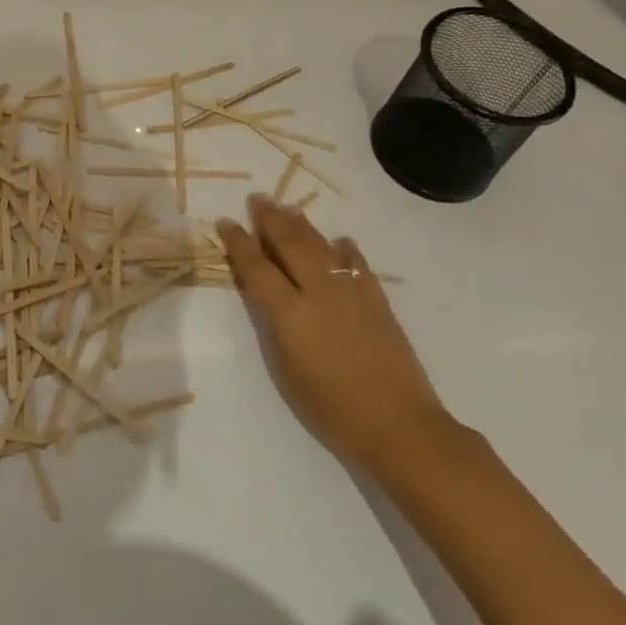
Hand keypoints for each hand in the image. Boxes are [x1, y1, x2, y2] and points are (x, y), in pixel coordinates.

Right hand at [218, 195, 454, 476]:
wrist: (398, 424)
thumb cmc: (331, 408)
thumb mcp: (286, 370)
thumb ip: (273, 325)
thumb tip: (265, 293)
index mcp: (290, 312)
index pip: (257, 267)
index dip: (239, 243)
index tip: (226, 221)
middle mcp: (319, 291)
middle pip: (290, 244)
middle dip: (270, 220)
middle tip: (258, 200)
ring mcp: (351, 292)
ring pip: (321, 246)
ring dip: (302, 225)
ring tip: (288, 209)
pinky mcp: (377, 300)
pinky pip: (357, 264)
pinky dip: (345, 249)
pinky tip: (340, 241)